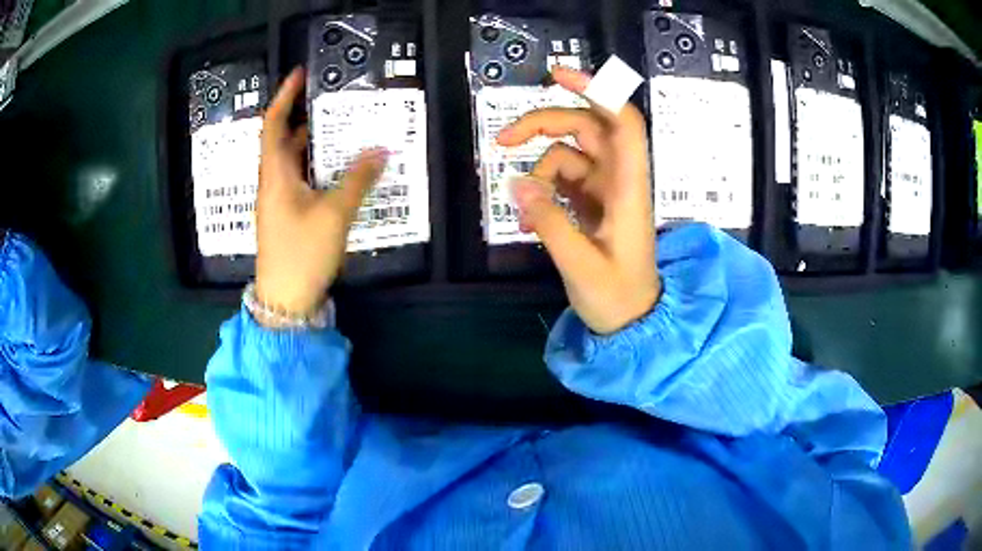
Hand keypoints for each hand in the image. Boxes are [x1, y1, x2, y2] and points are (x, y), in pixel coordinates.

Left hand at [255, 67, 386, 322]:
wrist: (284, 301)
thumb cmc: (302, 253)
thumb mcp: (334, 214)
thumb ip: (357, 179)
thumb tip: (381, 150)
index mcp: (275, 174)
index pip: (272, 124)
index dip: (284, 97)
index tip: (299, 75)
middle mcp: (272, 182)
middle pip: (282, 140)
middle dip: (303, 117)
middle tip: (331, 101)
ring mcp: (278, 201)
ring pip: (292, 161)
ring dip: (312, 143)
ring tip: (339, 127)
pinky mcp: (287, 216)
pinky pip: (300, 179)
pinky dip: (316, 166)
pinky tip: (337, 167)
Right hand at [496, 67, 659, 334]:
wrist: (632, 322)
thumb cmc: (616, 298)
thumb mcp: (579, 265)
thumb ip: (549, 222)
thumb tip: (517, 183)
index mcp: (628, 189)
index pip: (622, 122)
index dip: (596, 91)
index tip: (557, 77)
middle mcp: (619, 180)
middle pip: (584, 128)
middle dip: (543, 125)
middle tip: (502, 140)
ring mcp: (606, 190)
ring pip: (568, 154)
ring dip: (538, 170)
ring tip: (523, 211)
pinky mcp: (593, 203)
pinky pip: (563, 179)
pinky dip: (542, 190)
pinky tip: (529, 218)